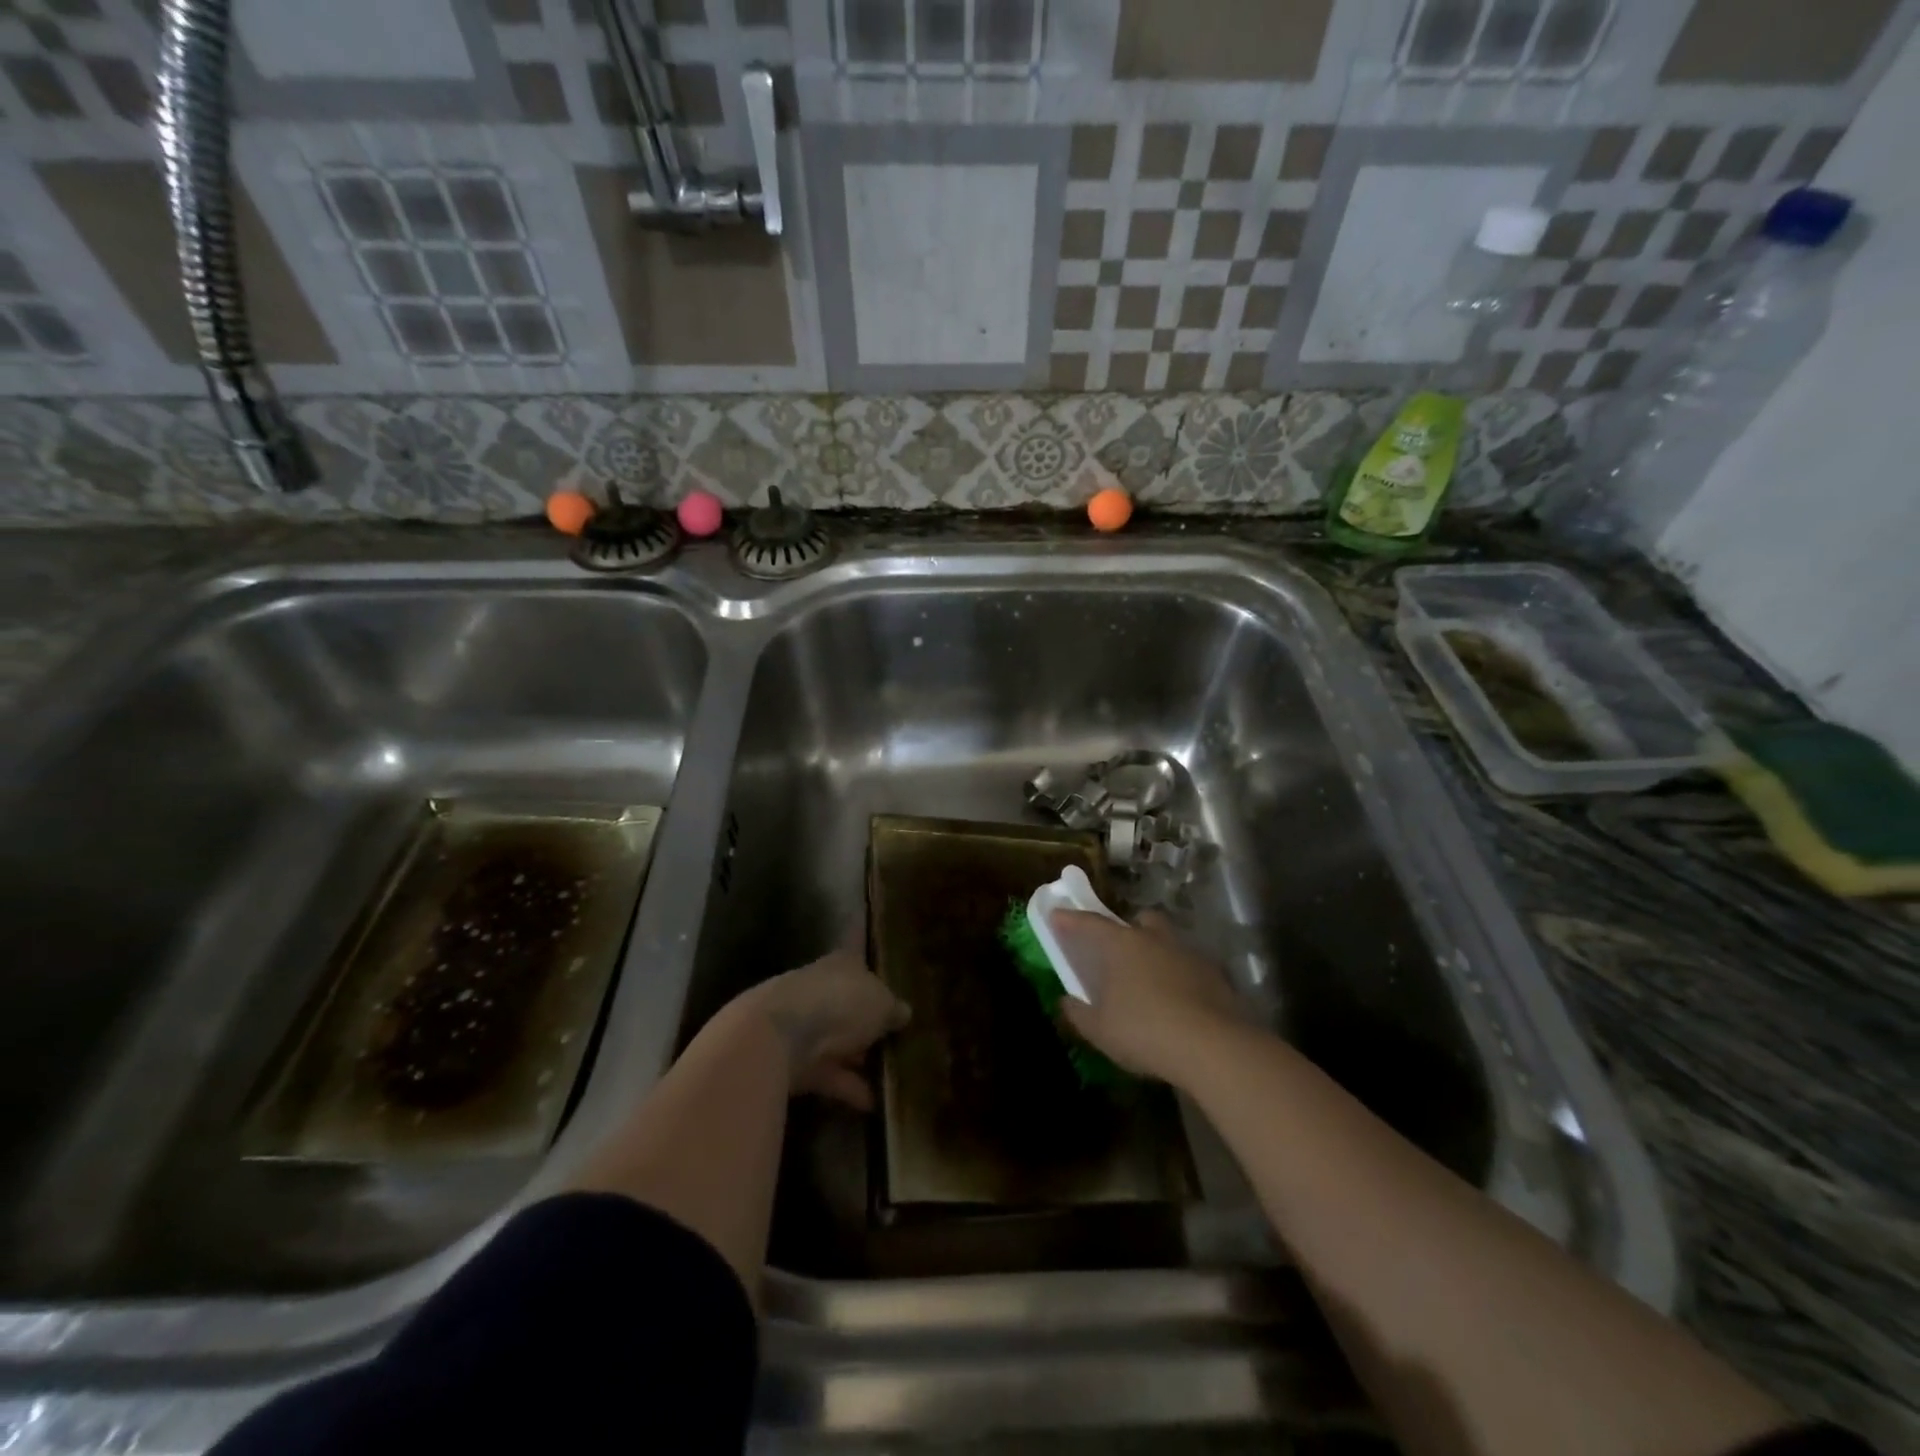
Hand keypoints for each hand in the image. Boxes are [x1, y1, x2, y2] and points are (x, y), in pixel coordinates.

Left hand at [735, 950, 909, 1110]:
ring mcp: (803, 1025)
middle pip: (848, 1005)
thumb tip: (904, 1013)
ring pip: (837, 1042)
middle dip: (868, 1024)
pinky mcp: (794, 1062)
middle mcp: (820, 988)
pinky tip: (872, 1104)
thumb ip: (893, 1008)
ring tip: (891, 1079)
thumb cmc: (839, 1002)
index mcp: (841, 964)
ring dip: (858, 1060)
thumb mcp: (881, 1003)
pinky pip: (828, 1074)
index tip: (894, 997)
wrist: (777, 1037)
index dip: (877, 978)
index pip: (861, 964)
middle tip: (897, 1042)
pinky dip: (848, 1087)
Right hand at [1054, 910, 1240, 1083]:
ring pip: (1168, 942)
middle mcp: (1154, 939)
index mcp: (1121, 945)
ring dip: (1157, 953)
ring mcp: (1188, 954)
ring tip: (1150, 981)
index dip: (1070, 920)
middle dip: (1128, 929)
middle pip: (1139, 920)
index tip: (1057, 915)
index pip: (1089, 923)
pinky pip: (1190, 967)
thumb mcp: (1100, 1030)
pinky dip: (1181, 977)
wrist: (1213, 1047)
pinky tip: (1178, 1001)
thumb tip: (1066, 1001)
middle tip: (1118, 950)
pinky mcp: (1216, 975)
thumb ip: (1078, 1013)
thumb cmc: (1144, 1031)